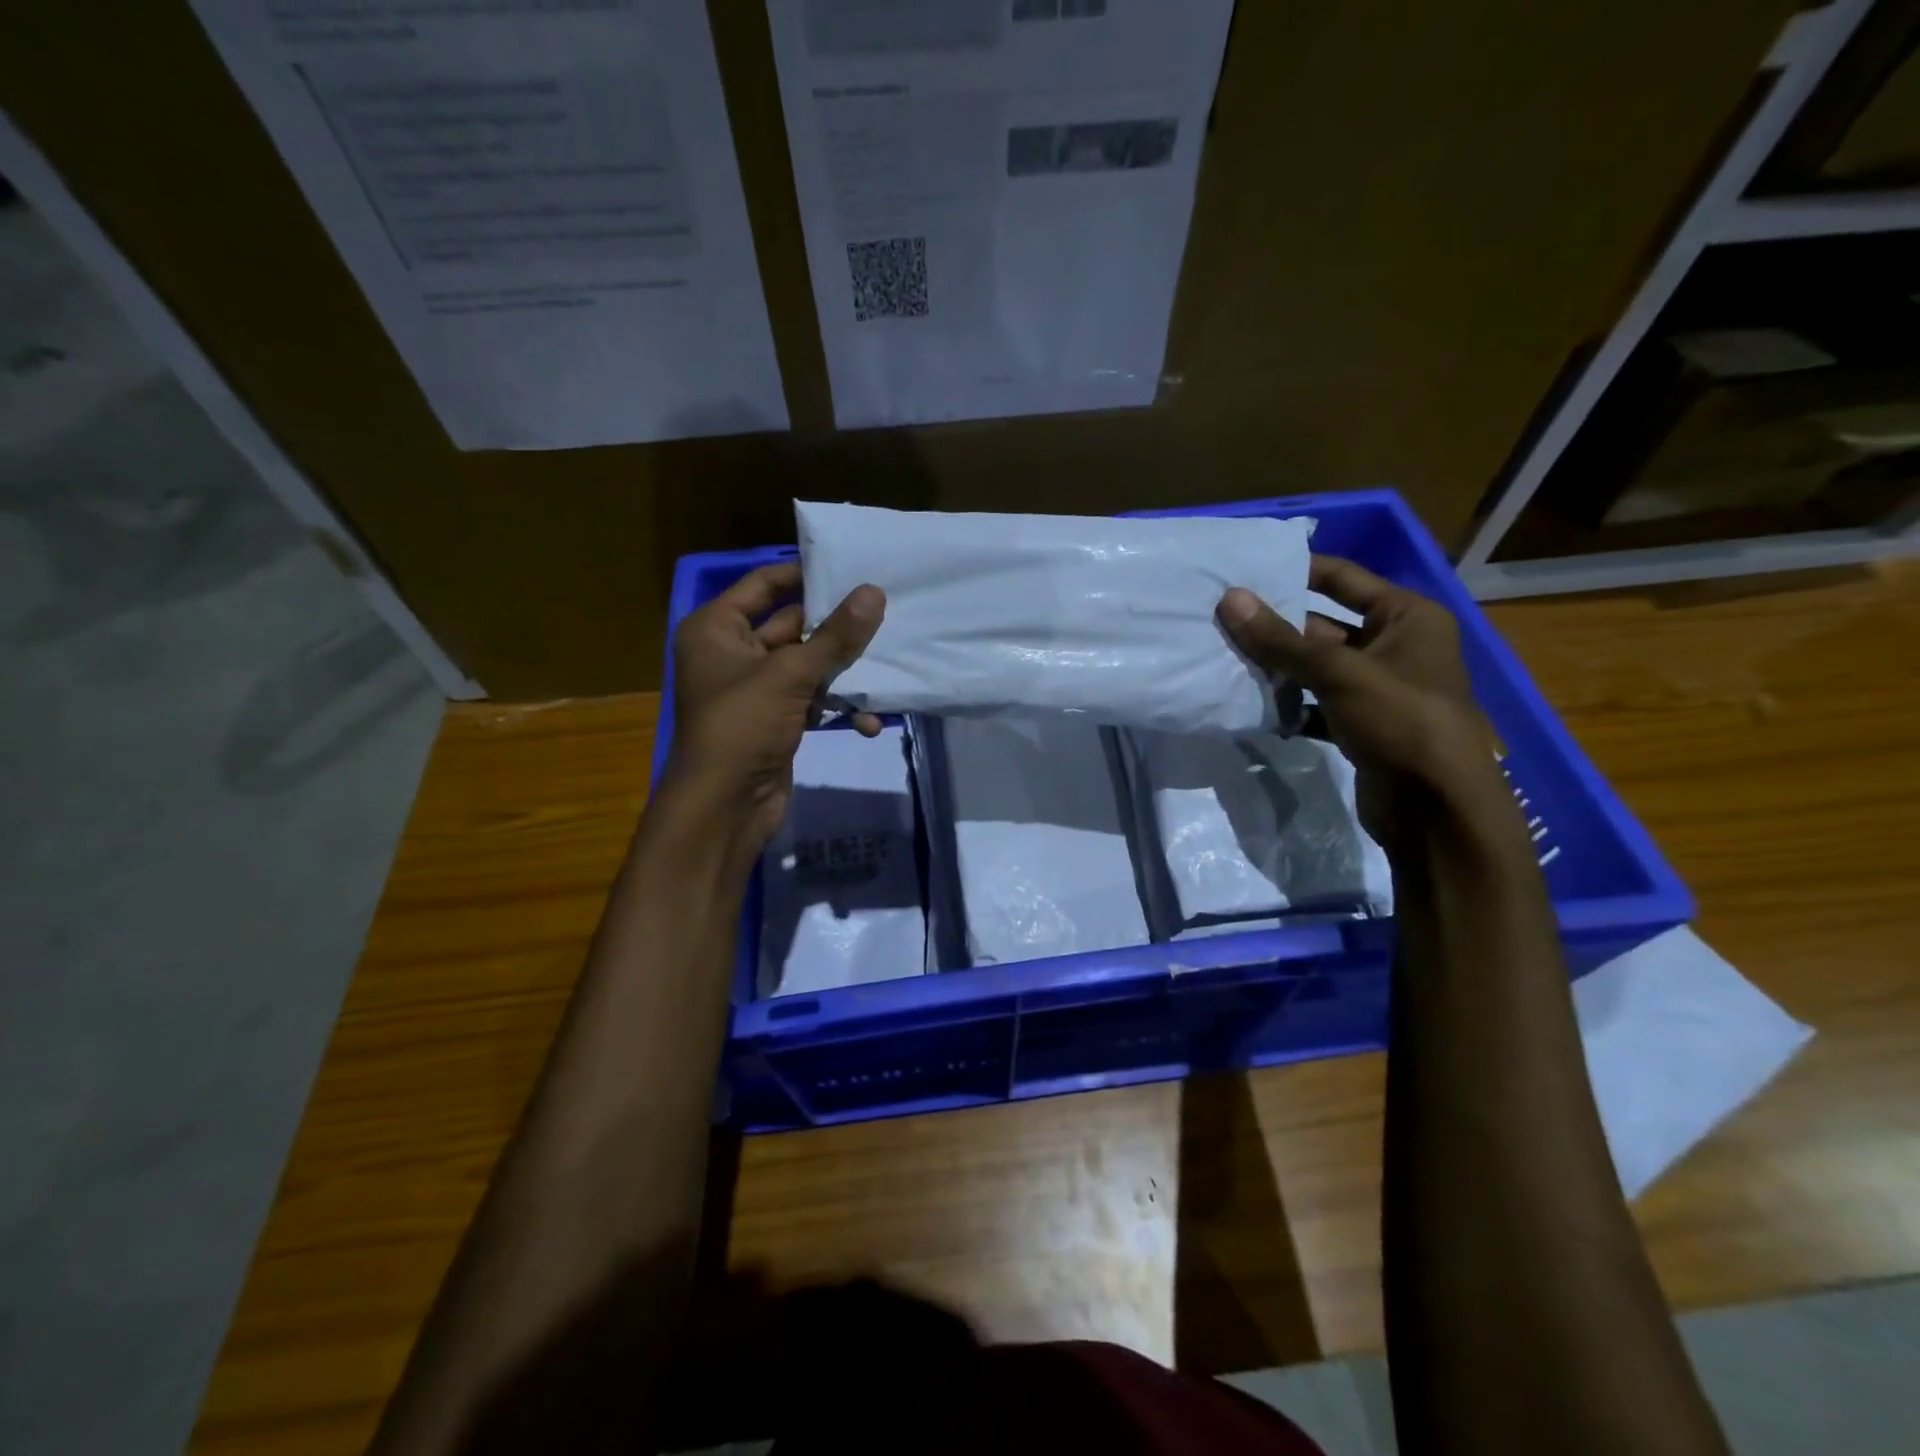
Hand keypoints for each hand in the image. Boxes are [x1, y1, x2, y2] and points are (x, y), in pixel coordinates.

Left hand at [664, 561, 884, 866]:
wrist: (724, 808)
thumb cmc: (742, 727)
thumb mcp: (789, 675)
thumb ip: (835, 636)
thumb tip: (874, 592)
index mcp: (717, 628)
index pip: (765, 584)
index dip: (805, 574)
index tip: (852, 568)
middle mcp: (733, 653)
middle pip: (793, 625)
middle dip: (837, 629)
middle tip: (886, 613)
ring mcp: (757, 689)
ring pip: (809, 665)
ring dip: (844, 672)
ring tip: (887, 666)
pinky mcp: (777, 720)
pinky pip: (813, 700)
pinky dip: (837, 707)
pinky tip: (869, 721)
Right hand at [1217, 556, 1507, 844]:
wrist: (1436, 809)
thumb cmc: (1401, 721)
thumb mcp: (1339, 672)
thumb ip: (1281, 639)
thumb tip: (1230, 599)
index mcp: (1407, 617)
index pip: (1344, 578)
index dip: (1297, 570)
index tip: (1245, 569)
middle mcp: (1396, 646)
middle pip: (1323, 625)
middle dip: (1277, 627)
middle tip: (1222, 620)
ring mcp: (1378, 689)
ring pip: (1316, 668)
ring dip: (1278, 668)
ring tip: (1225, 659)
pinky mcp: (1362, 725)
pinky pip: (1316, 703)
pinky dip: (1289, 705)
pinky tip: (1252, 706)